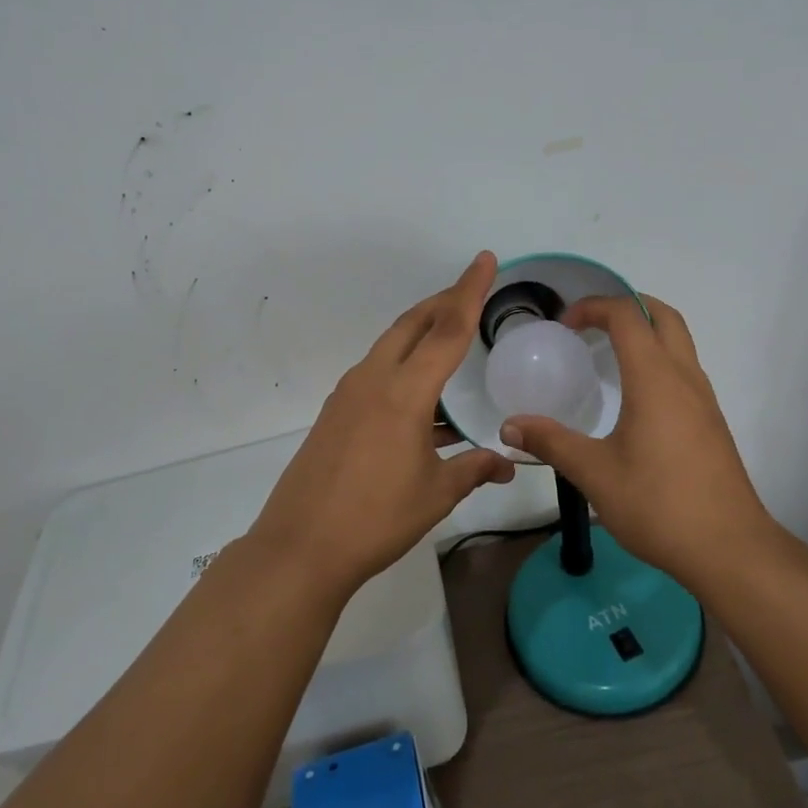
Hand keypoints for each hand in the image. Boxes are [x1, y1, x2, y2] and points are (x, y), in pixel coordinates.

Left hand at [248, 252, 516, 594]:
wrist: (300, 547)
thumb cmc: (376, 519)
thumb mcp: (435, 494)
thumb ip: (474, 470)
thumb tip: (507, 464)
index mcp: (404, 392)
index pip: (447, 329)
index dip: (470, 291)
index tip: (485, 259)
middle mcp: (373, 380)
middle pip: (412, 324)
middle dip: (443, 301)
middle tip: (472, 292)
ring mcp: (348, 394)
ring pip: (391, 345)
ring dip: (422, 334)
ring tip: (451, 341)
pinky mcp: (335, 413)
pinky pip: (377, 373)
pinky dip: (404, 368)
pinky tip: (423, 400)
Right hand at [499, 294, 767, 582]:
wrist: (729, 549)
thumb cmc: (659, 505)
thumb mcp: (594, 474)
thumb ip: (550, 443)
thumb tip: (509, 425)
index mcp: (655, 379)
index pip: (627, 316)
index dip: (593, 307)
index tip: (564, 325)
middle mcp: (684, 377)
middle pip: (662, 316)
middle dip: (626, 306)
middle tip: (590, 324)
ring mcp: (704, 399)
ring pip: (679, 341)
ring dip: (646, 331)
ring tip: (607, 354)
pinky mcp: (711, 421)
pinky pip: (684, 368)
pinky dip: (658, 359)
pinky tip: (634, 396)